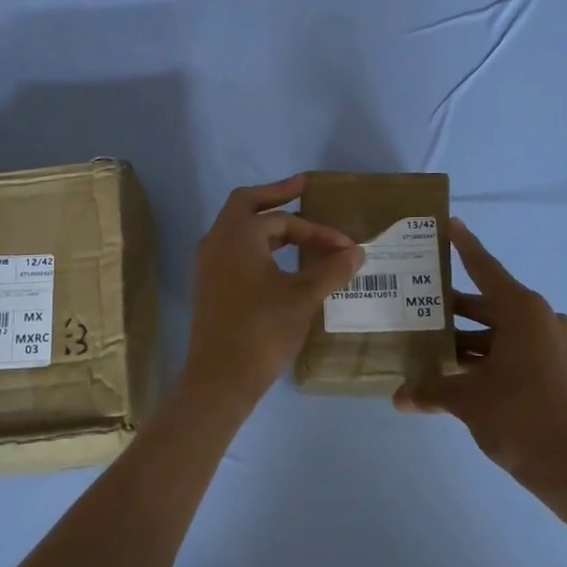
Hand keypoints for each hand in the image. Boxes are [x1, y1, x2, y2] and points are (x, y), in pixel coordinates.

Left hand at [181, 176, 364, 410]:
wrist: (221, 377)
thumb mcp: (303, 297)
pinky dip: (258, 245)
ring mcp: (209, 264)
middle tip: (302, 188)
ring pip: (239, 230)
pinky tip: (279, 261)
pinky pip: (235, 250)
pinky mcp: (210, 285)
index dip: (317, 230)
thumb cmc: (262, 329)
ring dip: (267, 224)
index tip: (345, 246)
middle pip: (247, 205)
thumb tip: (356, 251)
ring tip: (297, 229)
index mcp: (237, 235)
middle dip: (276, 196)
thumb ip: (331, 269)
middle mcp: (217, 241)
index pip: (283, 220)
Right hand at [394, 218, 566, 511]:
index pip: (485, 268)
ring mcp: (554, 345)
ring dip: (468, 337)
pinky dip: (488, 355)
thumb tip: (399, 398)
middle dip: (453, 307)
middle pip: (489, 303)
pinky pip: (515, 350)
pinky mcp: (558, 369)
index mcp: (523, 311)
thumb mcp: (468, 401)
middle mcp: (541, 319)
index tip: (449, 223)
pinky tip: (458, 371)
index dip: (465, 245)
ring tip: (430, 344)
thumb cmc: (520, 419)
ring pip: (501, 331)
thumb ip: (431, 391)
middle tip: (417, 302)